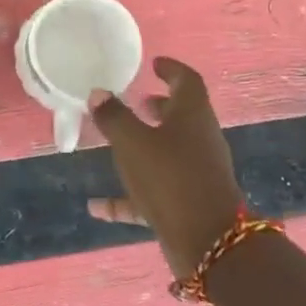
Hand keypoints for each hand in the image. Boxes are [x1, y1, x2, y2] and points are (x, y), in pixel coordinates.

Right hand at [86, 57, 243, 278]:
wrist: (208, 242)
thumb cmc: (170, 178)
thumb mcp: (133, 143)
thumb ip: (114, 117)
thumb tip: (98, 93)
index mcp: (193, 116)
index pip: (187, 81)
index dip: (171, 69)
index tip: (155, 63)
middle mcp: (200, 140)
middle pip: (183, 116)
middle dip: (161, 106)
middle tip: (139, 100)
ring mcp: (197, 173)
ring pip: (171, 151)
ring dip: (148, 143)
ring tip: (120, 140)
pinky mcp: (189, 204)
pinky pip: (155, 191)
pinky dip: (129, 195)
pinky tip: (97, 207)